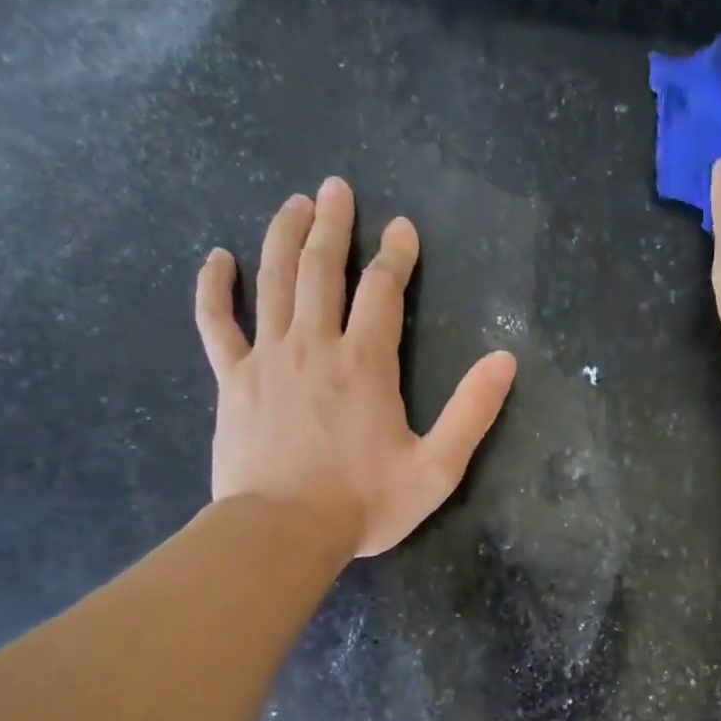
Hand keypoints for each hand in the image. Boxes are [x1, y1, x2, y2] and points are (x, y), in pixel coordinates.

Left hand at [195, 177, 516, 556]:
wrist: (285, 531)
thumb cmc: (365, 504)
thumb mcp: (438, 469)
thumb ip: (472, 413)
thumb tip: (505, 361)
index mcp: (367, 364)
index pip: (383, 291)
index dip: (396, 255)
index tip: (402, 228)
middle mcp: (315, 345)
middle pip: (322, 268)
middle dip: (333, 225)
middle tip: (336, 188)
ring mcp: (268, 358)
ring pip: (274, 280)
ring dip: (284, 236)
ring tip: (293, 204)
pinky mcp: (233, 380)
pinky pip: (217, 322)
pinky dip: (215, 287)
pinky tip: (218, 259)